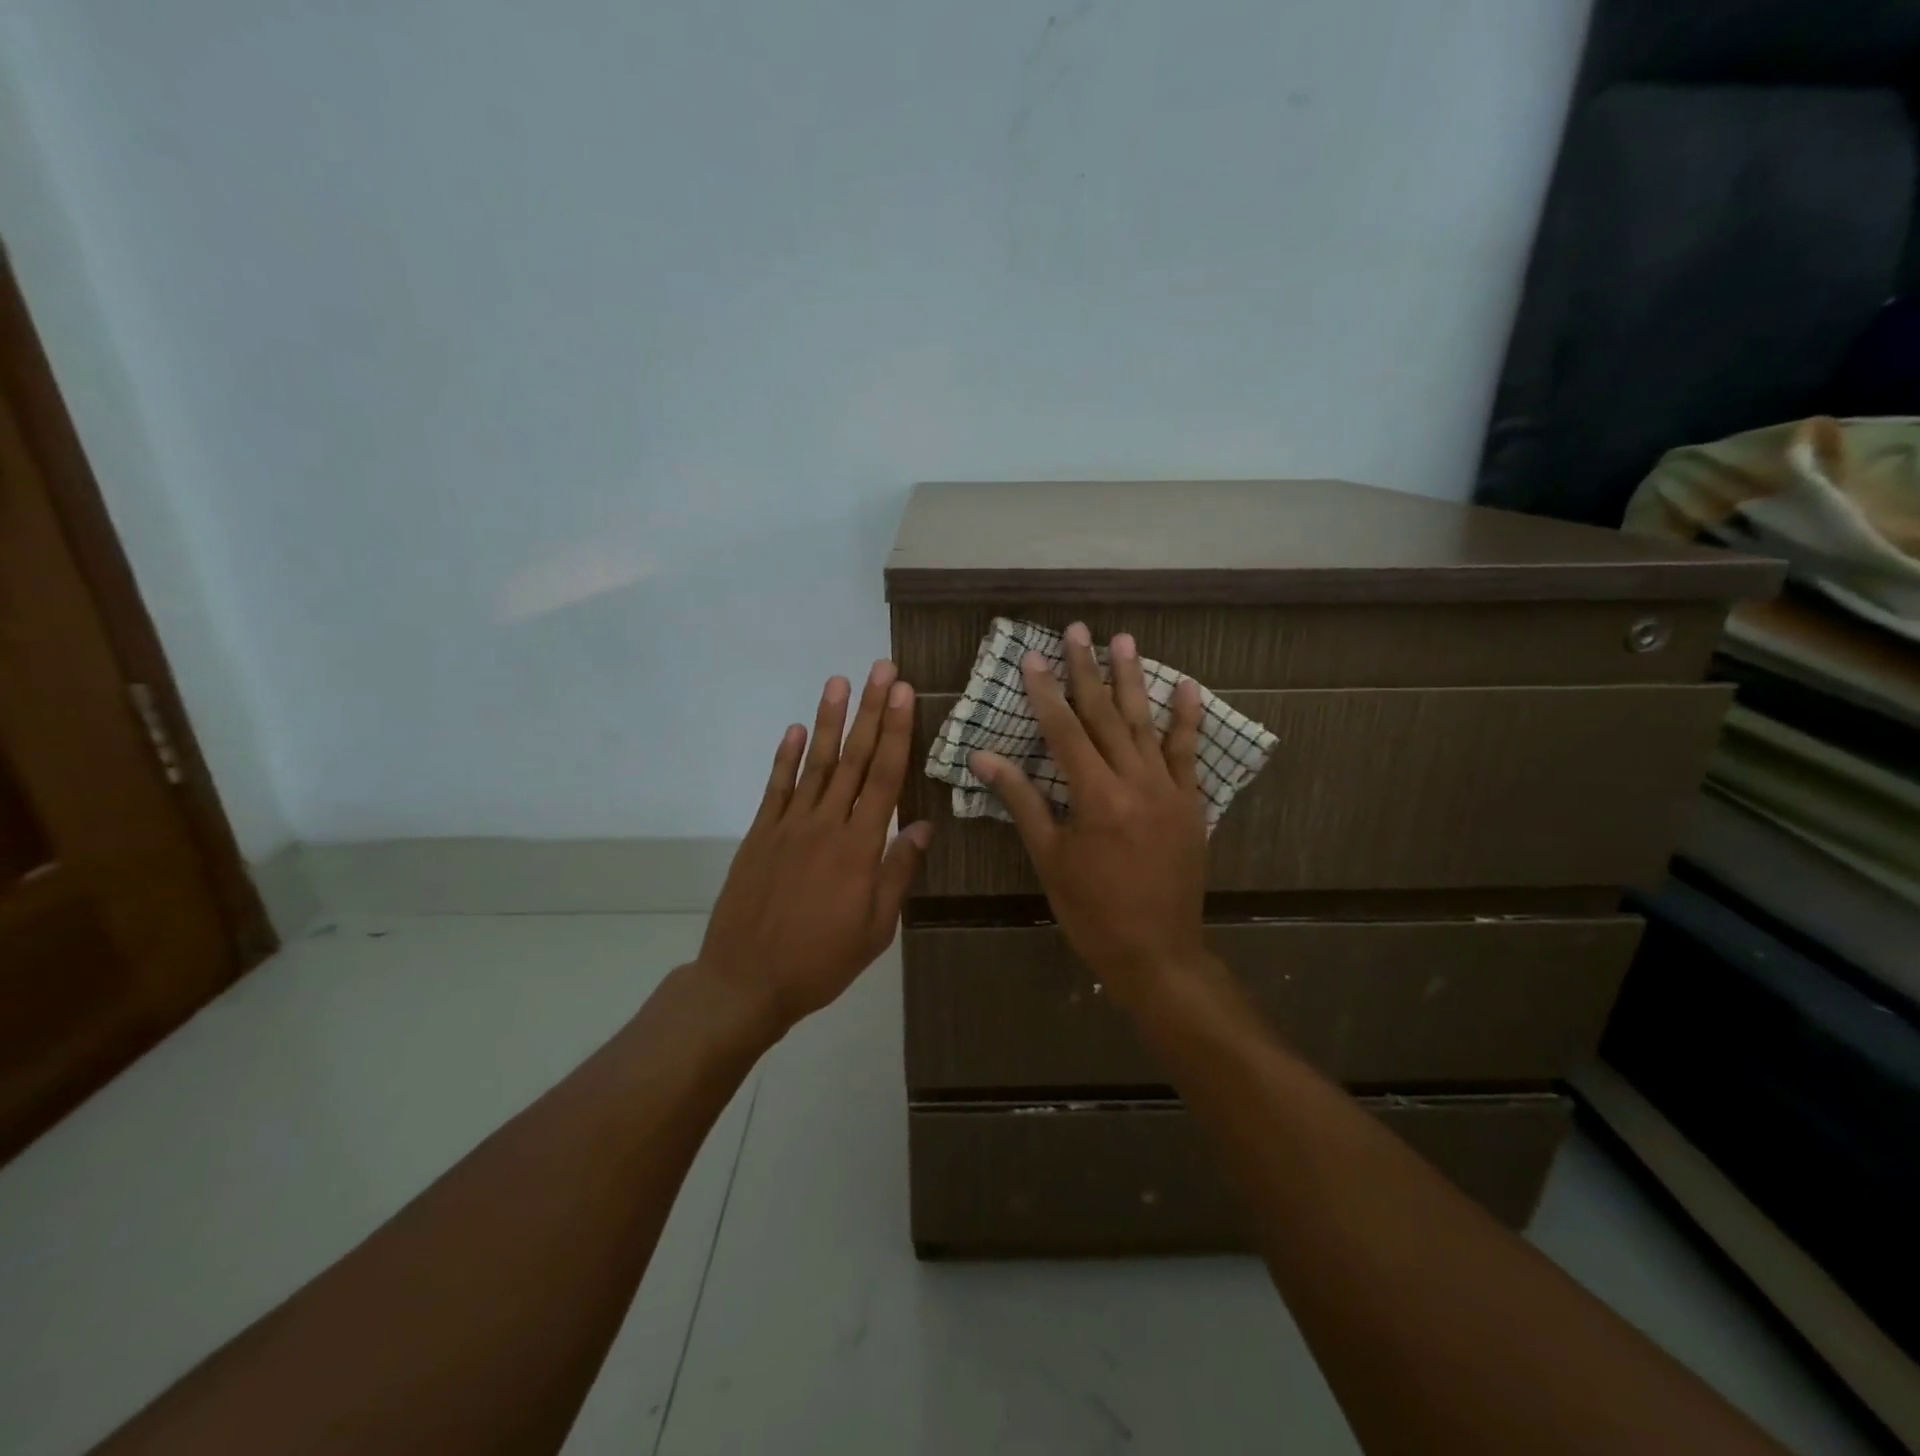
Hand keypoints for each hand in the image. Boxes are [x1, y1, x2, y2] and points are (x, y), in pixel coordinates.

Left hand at [697, 662, 932, 1032]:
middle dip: (869, 711)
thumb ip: (898, 873)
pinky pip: (775, 787)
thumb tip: (925, 826)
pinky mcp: (759, 834)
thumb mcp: (876, 929)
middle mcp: (825, 825)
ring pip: (814, 764)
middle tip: (880, 669)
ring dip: (827, 721)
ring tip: (838, 682)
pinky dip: (785, 757)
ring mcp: (787, 826)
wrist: (746, 981)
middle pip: (852, 758)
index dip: (895, 732)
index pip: (884, 778)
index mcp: (859, 848)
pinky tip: (795, 730)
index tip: (903, 694)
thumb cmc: (821, 961)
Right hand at [970, 623, 1210, 1002]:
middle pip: (1106, 716)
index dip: (1046, 693)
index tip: (1032, 658)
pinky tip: (1186, 685)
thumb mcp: (1049, 857)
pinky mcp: (1191, 803)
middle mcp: (1135, 783)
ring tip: (1123, 641)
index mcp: (1095, 798)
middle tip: (1078, 630)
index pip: (1064, 731)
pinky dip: (1186, 718)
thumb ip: (1021, 800)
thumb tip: (983, 757)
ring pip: (1146, 724)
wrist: (1156, 952)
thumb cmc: (1091, 910)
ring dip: (1133, 680)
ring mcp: (1169, 790)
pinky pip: (1189, 753)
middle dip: (1087, 671)